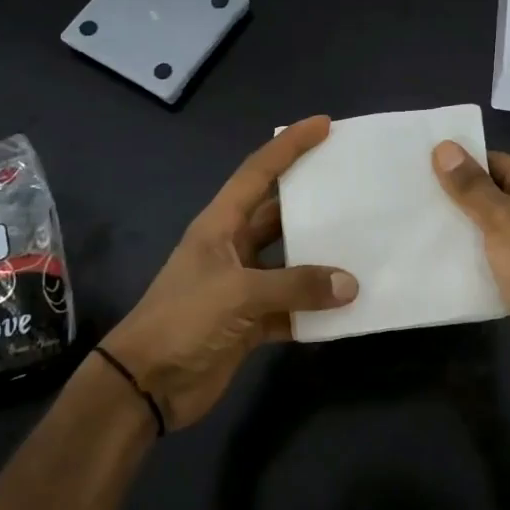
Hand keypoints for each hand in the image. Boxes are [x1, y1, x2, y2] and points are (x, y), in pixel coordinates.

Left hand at [100, 116, 358, 430]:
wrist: (146, 384)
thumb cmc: (183, 320)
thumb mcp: (237, 293)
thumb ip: (295, 285)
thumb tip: (350, 284)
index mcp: (220, 225)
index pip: (258, 172)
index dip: (289, 146)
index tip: (323, 125)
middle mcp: (232, 248)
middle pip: (278, 214)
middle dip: (313, 199)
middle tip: (355, 184)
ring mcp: (242, 286)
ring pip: (290, 261)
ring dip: (320, 258)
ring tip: (363, 243)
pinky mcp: (250, 321)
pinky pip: (291, 306)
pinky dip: (315, 307)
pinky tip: (346, 307)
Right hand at [433, 142, 509, 386]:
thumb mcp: (501, 219)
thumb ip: (471, 186)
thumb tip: (443, 146)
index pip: (492, 160)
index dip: (459, 161)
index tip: (418, 164)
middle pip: (487, 192)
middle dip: (453, 195)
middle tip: (408, 194)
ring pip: (485, 225)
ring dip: (457, 227)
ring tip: (414, 223)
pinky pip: (488, 254)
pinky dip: (467, 254)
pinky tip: (435, 257)